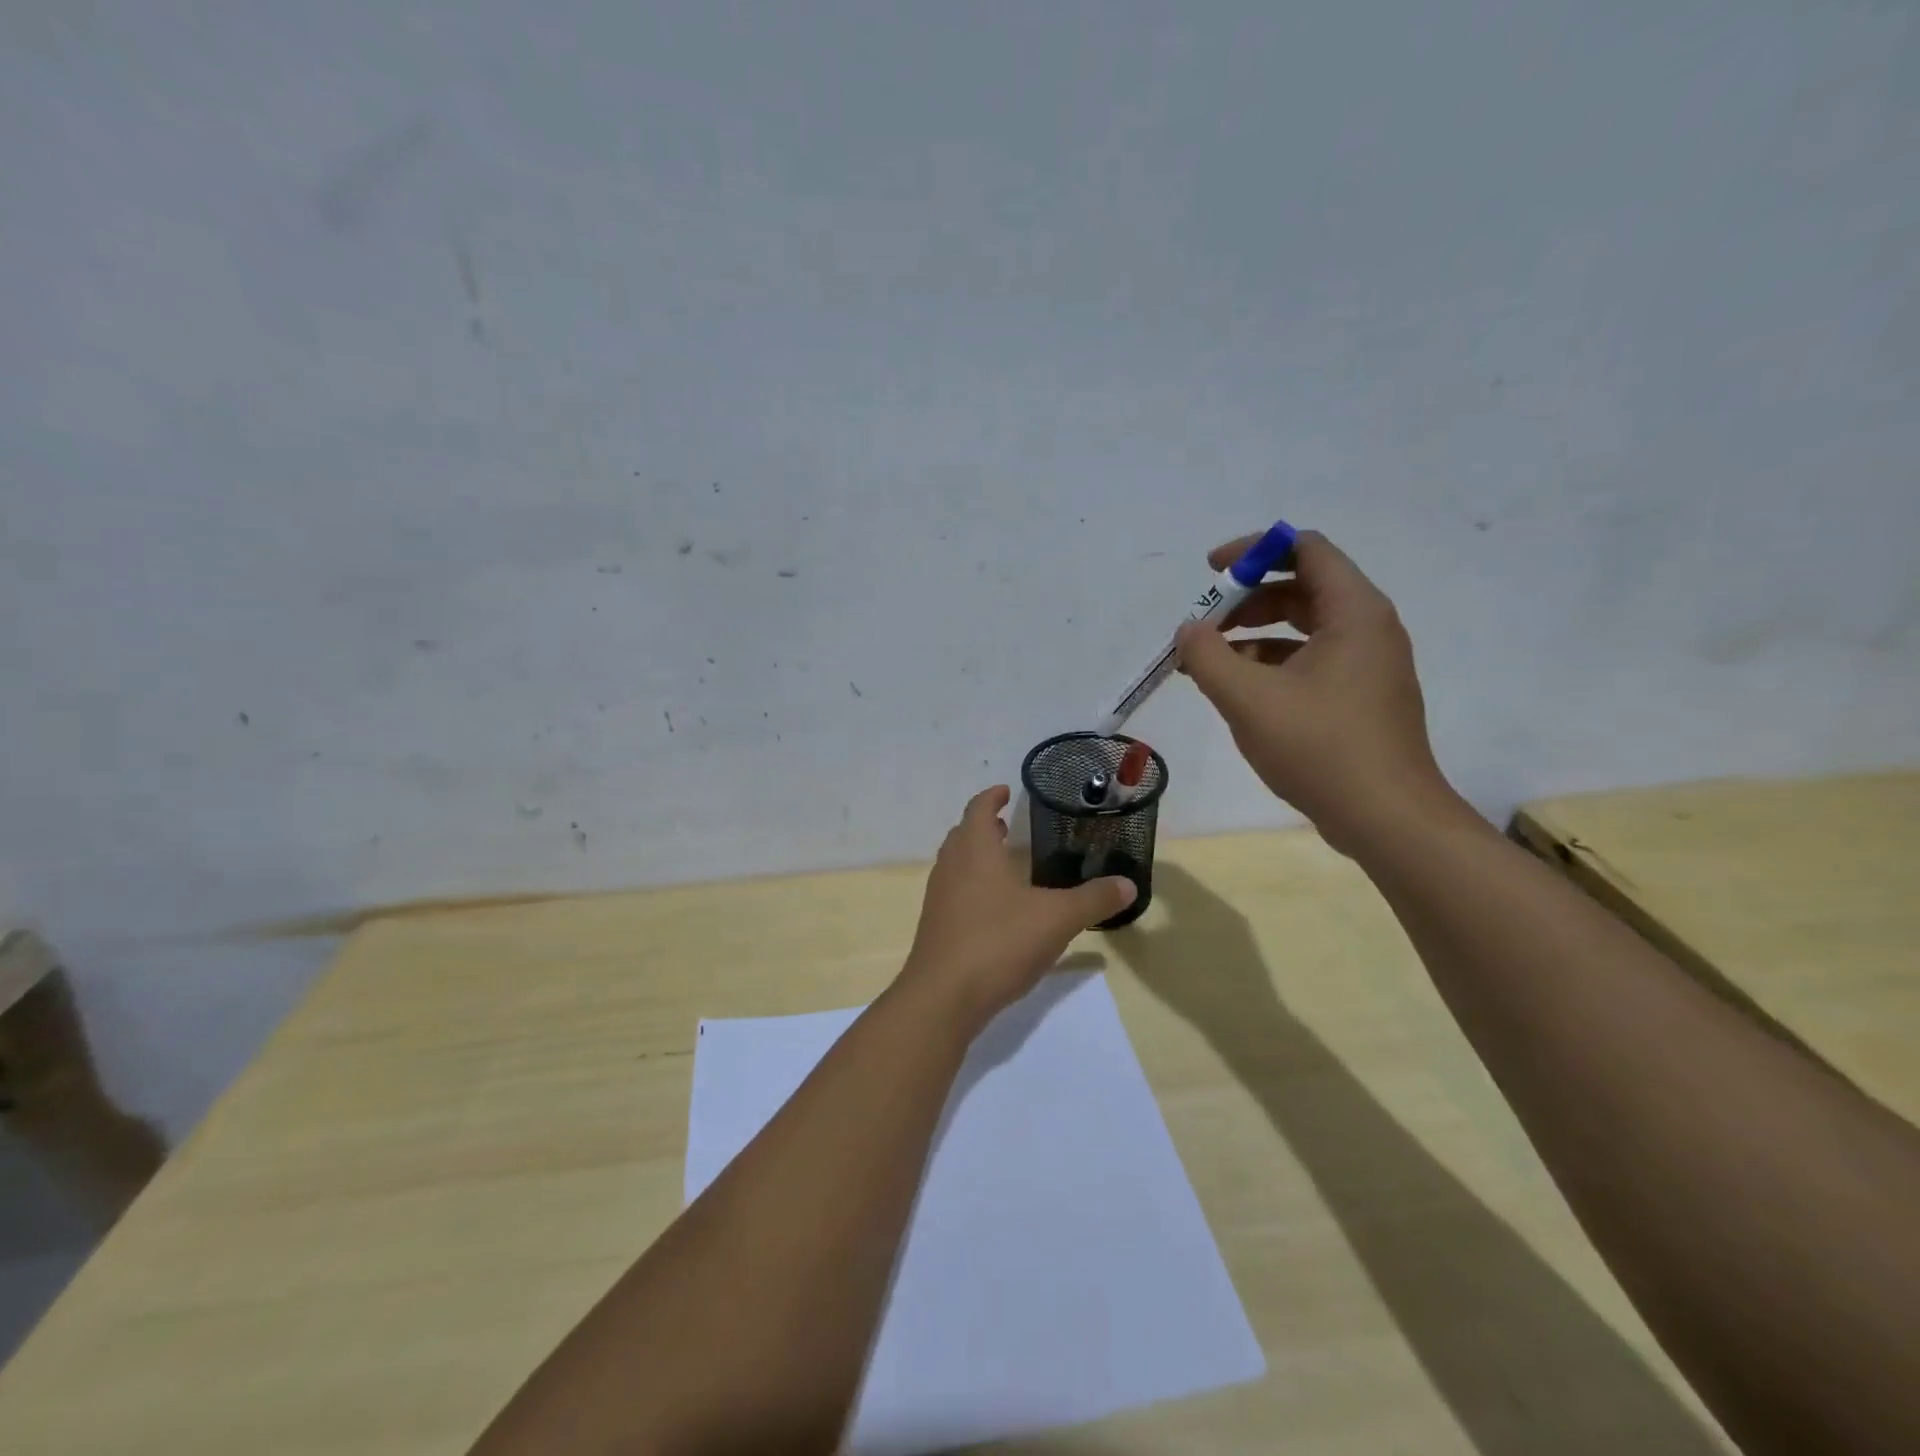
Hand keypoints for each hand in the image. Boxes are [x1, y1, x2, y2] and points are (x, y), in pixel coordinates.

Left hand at [900, 786, 1134, 1028]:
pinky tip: (996, 909)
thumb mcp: (1056, 918)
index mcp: (975, 850)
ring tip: (1004, 863)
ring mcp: (939, 897)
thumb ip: (1093, 899)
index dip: (992, 797)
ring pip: (956, 864)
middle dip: (983, 826)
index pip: (978, 808)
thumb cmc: (998, 941)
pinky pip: (954, 892)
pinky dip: (972, 886)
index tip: (1005, 791)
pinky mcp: (936, 926)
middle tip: (1007, 826)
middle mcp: (951, 866)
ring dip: (976, 856)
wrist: (943, 996)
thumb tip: (1128, 884)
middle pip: (963, 834)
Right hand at [1176, 530, 1457, 854]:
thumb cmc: (1320, 748)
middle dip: (1246, 598)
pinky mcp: (1359, 697)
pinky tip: (1238, 690)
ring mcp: (1367, 665)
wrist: (1386, 818)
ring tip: (1209, 660)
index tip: (1211, 572)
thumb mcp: (1249, 700)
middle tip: (1203, 623)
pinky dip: (1272, 663)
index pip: (1305, 549)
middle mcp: (1367, 628)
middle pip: (1302, 586)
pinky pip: (1310, 660)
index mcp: (1354, 612)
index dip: (1254, 551)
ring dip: (1254, 633)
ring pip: (1304, 627)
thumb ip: (1208, 657)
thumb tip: (1188, 630)